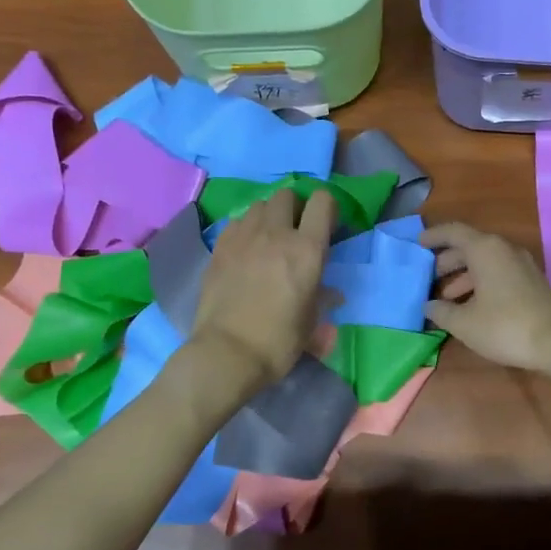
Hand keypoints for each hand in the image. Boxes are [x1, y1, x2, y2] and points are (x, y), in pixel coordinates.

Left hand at [188, 186, 335, 397]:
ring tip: (268, 239)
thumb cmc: (277, 342)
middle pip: (287, 195)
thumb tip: (332, 294)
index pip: (322, 202)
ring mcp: (243, 237)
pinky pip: (236, 222)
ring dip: (268, 216)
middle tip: (296, 232)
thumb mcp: (310, 324)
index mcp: (307, 250)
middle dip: (295, 208)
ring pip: (259, 205)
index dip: (328, 209)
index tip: (327, 228)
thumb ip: (322, 300)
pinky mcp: (219, 248)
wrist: (226, 354)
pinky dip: (245, 229)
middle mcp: (276, 234)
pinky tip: (245, 250)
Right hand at [420, 223, 550, 374]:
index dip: (433, 236)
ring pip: (483, 261)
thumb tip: (429, 306)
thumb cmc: (505, 326)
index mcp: (485, 249)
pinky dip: (479, 283)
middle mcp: (503, 249)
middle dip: (446, 261)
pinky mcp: (529, 281)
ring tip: (445, 299)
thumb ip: (441, 311)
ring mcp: (520, 264)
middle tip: (428, 278)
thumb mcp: (464, 323)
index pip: (453, 232)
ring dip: (462, 276)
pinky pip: (497, 272)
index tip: (416, 245)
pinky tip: (469, 306)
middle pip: (468, 246)